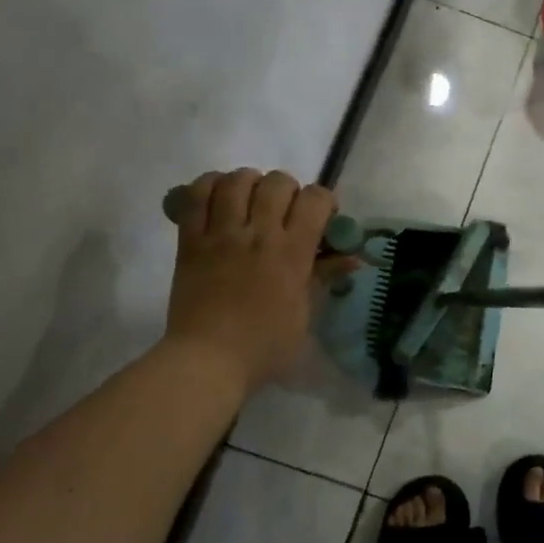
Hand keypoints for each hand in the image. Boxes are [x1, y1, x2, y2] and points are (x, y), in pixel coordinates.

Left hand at [165, 169, 337, 393]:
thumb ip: (324, 276)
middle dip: (288, 190)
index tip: (322, 217)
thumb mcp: (305, 314)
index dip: (323, 200)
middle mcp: (258, 234)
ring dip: (249, 183)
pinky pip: (195, 197)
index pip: (314, 199)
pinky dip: (208, 186)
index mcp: (291, 252)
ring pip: (236, 181)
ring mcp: (221, 235)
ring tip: (250, 200)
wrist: (208, 361)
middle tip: (284, 211)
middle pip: (277, 182)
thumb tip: (353, 257)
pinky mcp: (190, 241)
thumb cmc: (265, 346)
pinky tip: (219, 197)